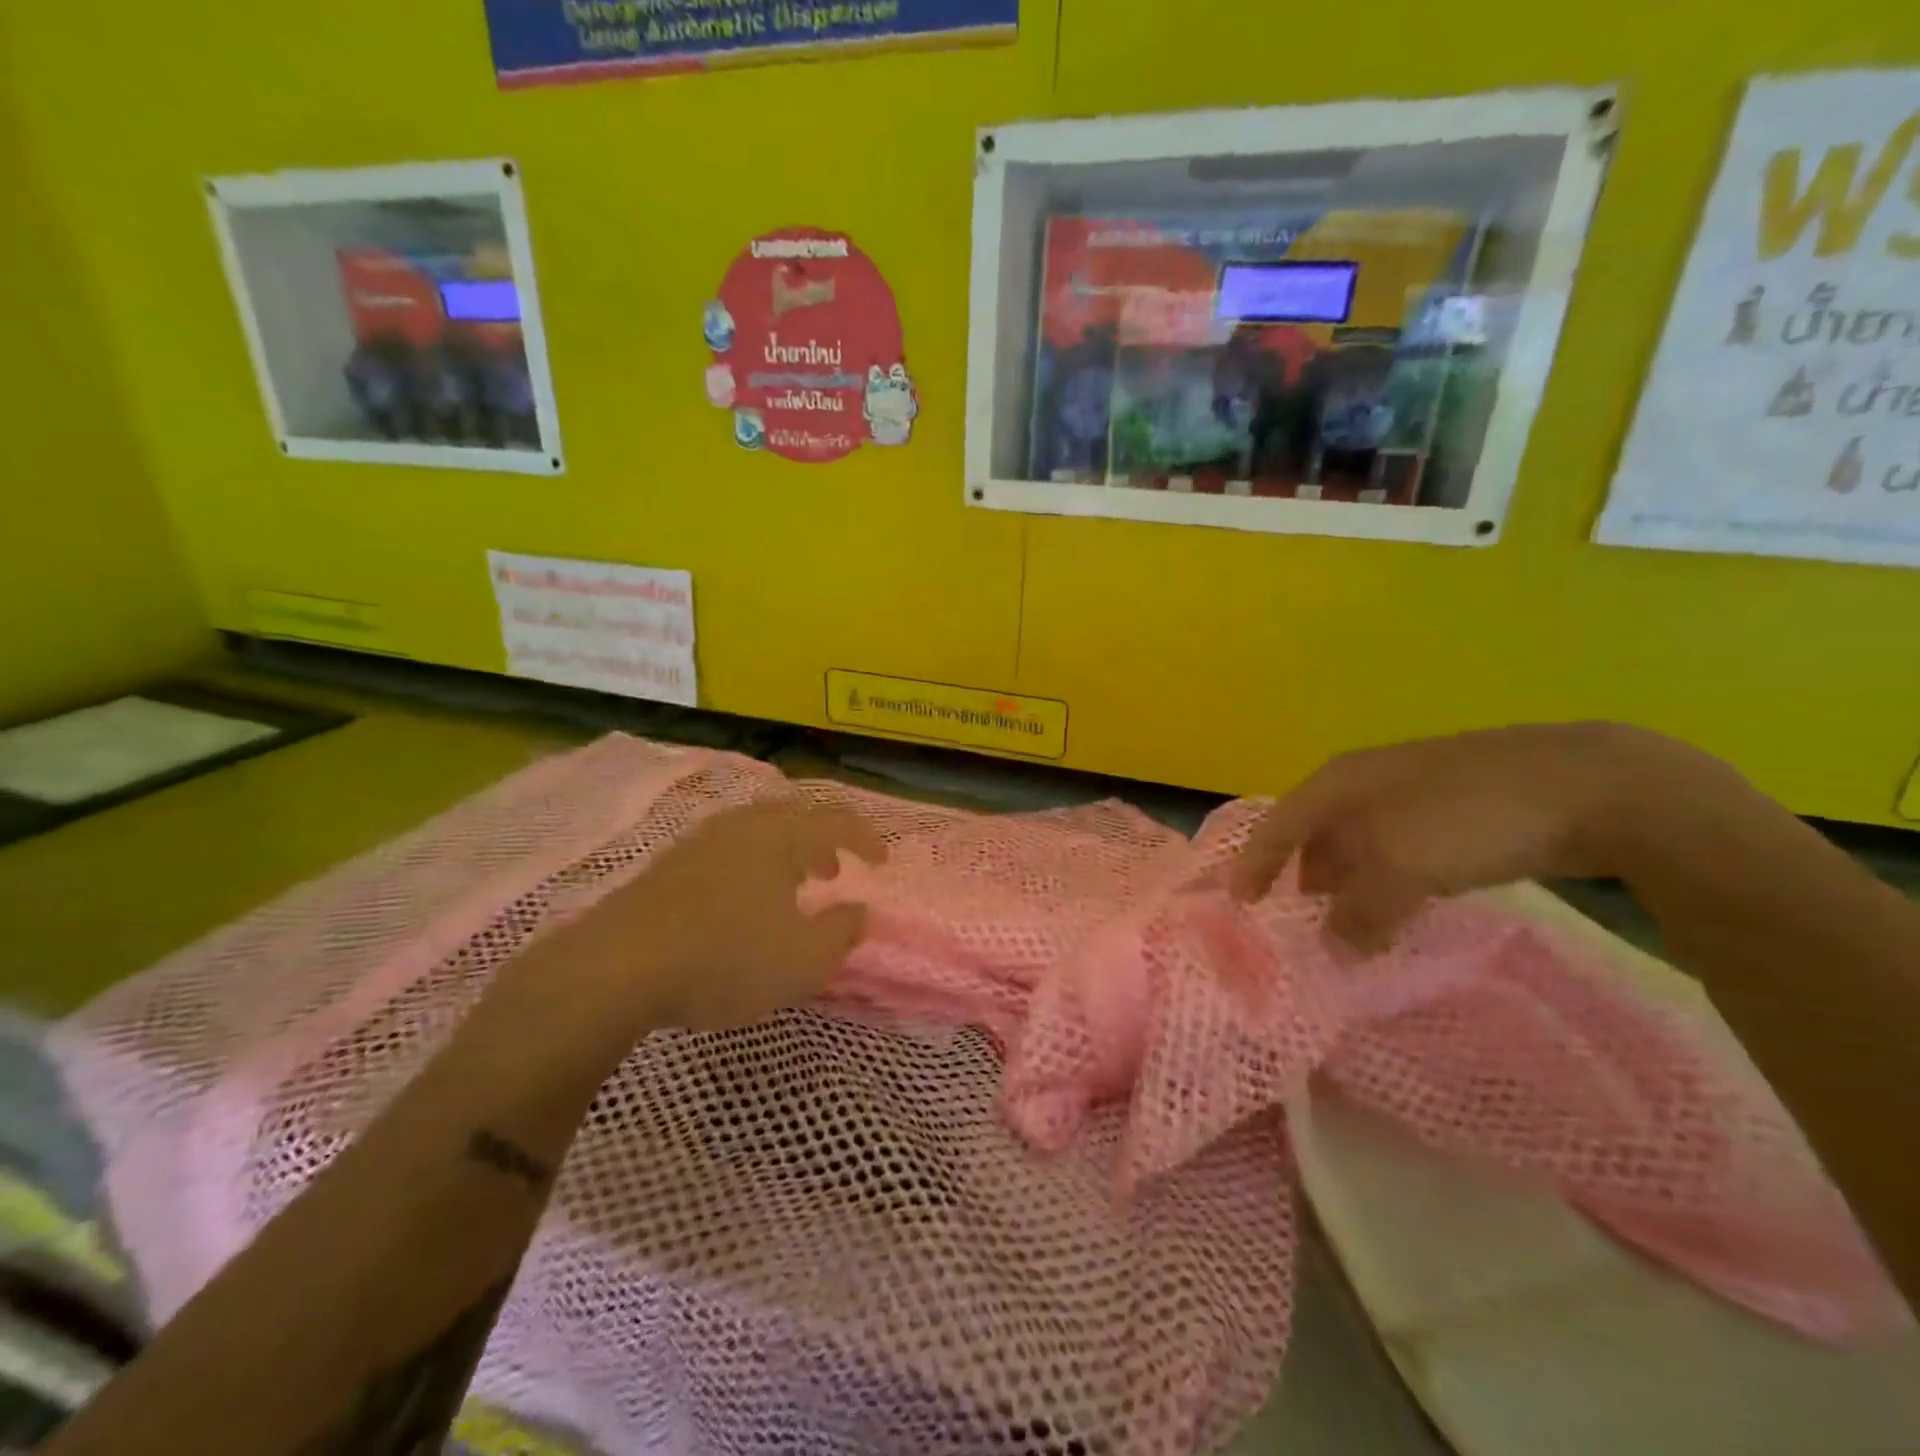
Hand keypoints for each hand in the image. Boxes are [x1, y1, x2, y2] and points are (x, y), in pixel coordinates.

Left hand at [555, 799, 885, 1030]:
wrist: (616, 968)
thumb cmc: (725, 958)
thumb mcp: (802, 960)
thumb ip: (841, 934)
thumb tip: (861, 912)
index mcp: (779, 835)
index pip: (835, 822)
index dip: (864, 838)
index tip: (882, 860)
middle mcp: (741, 826)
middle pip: (792, 819)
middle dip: (820, 843)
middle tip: (834, 871)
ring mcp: (699, 843)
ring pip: (756, 835)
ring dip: (784, 856)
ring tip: (793, 886)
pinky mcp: (668, 867)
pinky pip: (727, 853)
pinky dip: (751, 868)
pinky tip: (742, 903)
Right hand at [1231, 723, 1689, 953]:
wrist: (1589, 785)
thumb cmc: (1467, 817)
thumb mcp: (1400, 868)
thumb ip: (1358, 913)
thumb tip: (1334, 951)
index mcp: (1340, 781)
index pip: (1279, 823)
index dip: (1256, 862)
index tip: (1241, 902)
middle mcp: (1368, 779)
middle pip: (1317, 830)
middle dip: (1304, 873)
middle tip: (1300, 918)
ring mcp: (1416, 789)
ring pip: (1363, 840)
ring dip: (1351, 881)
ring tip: (1352, 919)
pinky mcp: (1459, 807)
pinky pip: (1403, 847)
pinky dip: (1392, 878)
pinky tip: (1409, 901)